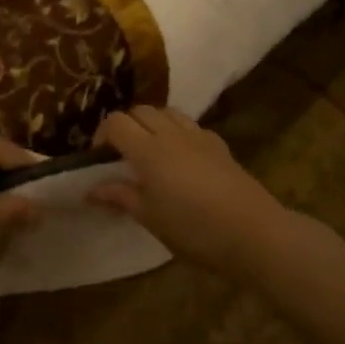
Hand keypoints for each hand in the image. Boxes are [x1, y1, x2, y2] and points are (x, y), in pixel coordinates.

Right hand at [87, 107, 292, 271]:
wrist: (253, 232)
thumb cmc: (193, 228)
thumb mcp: (149, 217)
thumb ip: (120, 196)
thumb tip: (91, 189)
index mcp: (147, 150)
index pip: (116, 122)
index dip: (102, 135)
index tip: (100, 158)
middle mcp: (171, 134)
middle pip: (141, 111)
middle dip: (126, 125)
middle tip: (122, 155)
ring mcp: (198, 136)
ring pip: (167, 112)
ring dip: (152, 124)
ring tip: (151, 151)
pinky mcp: (220, 146)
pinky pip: (191, 126)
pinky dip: (178, 133)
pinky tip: (182, 159)